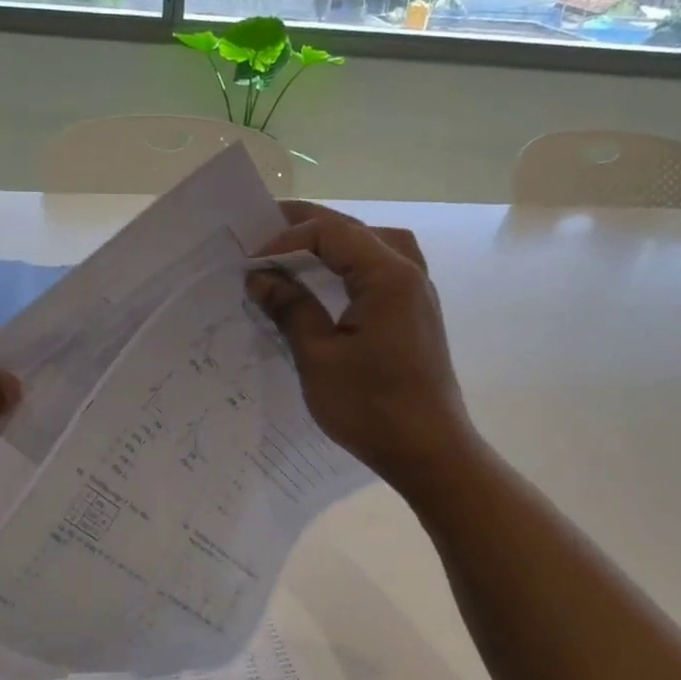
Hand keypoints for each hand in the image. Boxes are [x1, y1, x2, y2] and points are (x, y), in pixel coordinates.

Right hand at [248, 202, 474, 491]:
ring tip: (298, 249)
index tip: (251, 264)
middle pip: (355, 230)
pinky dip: (353, 263)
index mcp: (388, 276)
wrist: (429, 452)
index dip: (286, 239)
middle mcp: (409, 273)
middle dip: (308, 227)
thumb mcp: (319, 358)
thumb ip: (290, 309)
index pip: (331, 233)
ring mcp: (418, 293)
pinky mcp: (416, 314)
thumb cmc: (371, 407)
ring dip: (335, 241)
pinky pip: (383, 268)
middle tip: (264, 231)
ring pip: (374, 244)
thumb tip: (260, 277)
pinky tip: (332, 281)